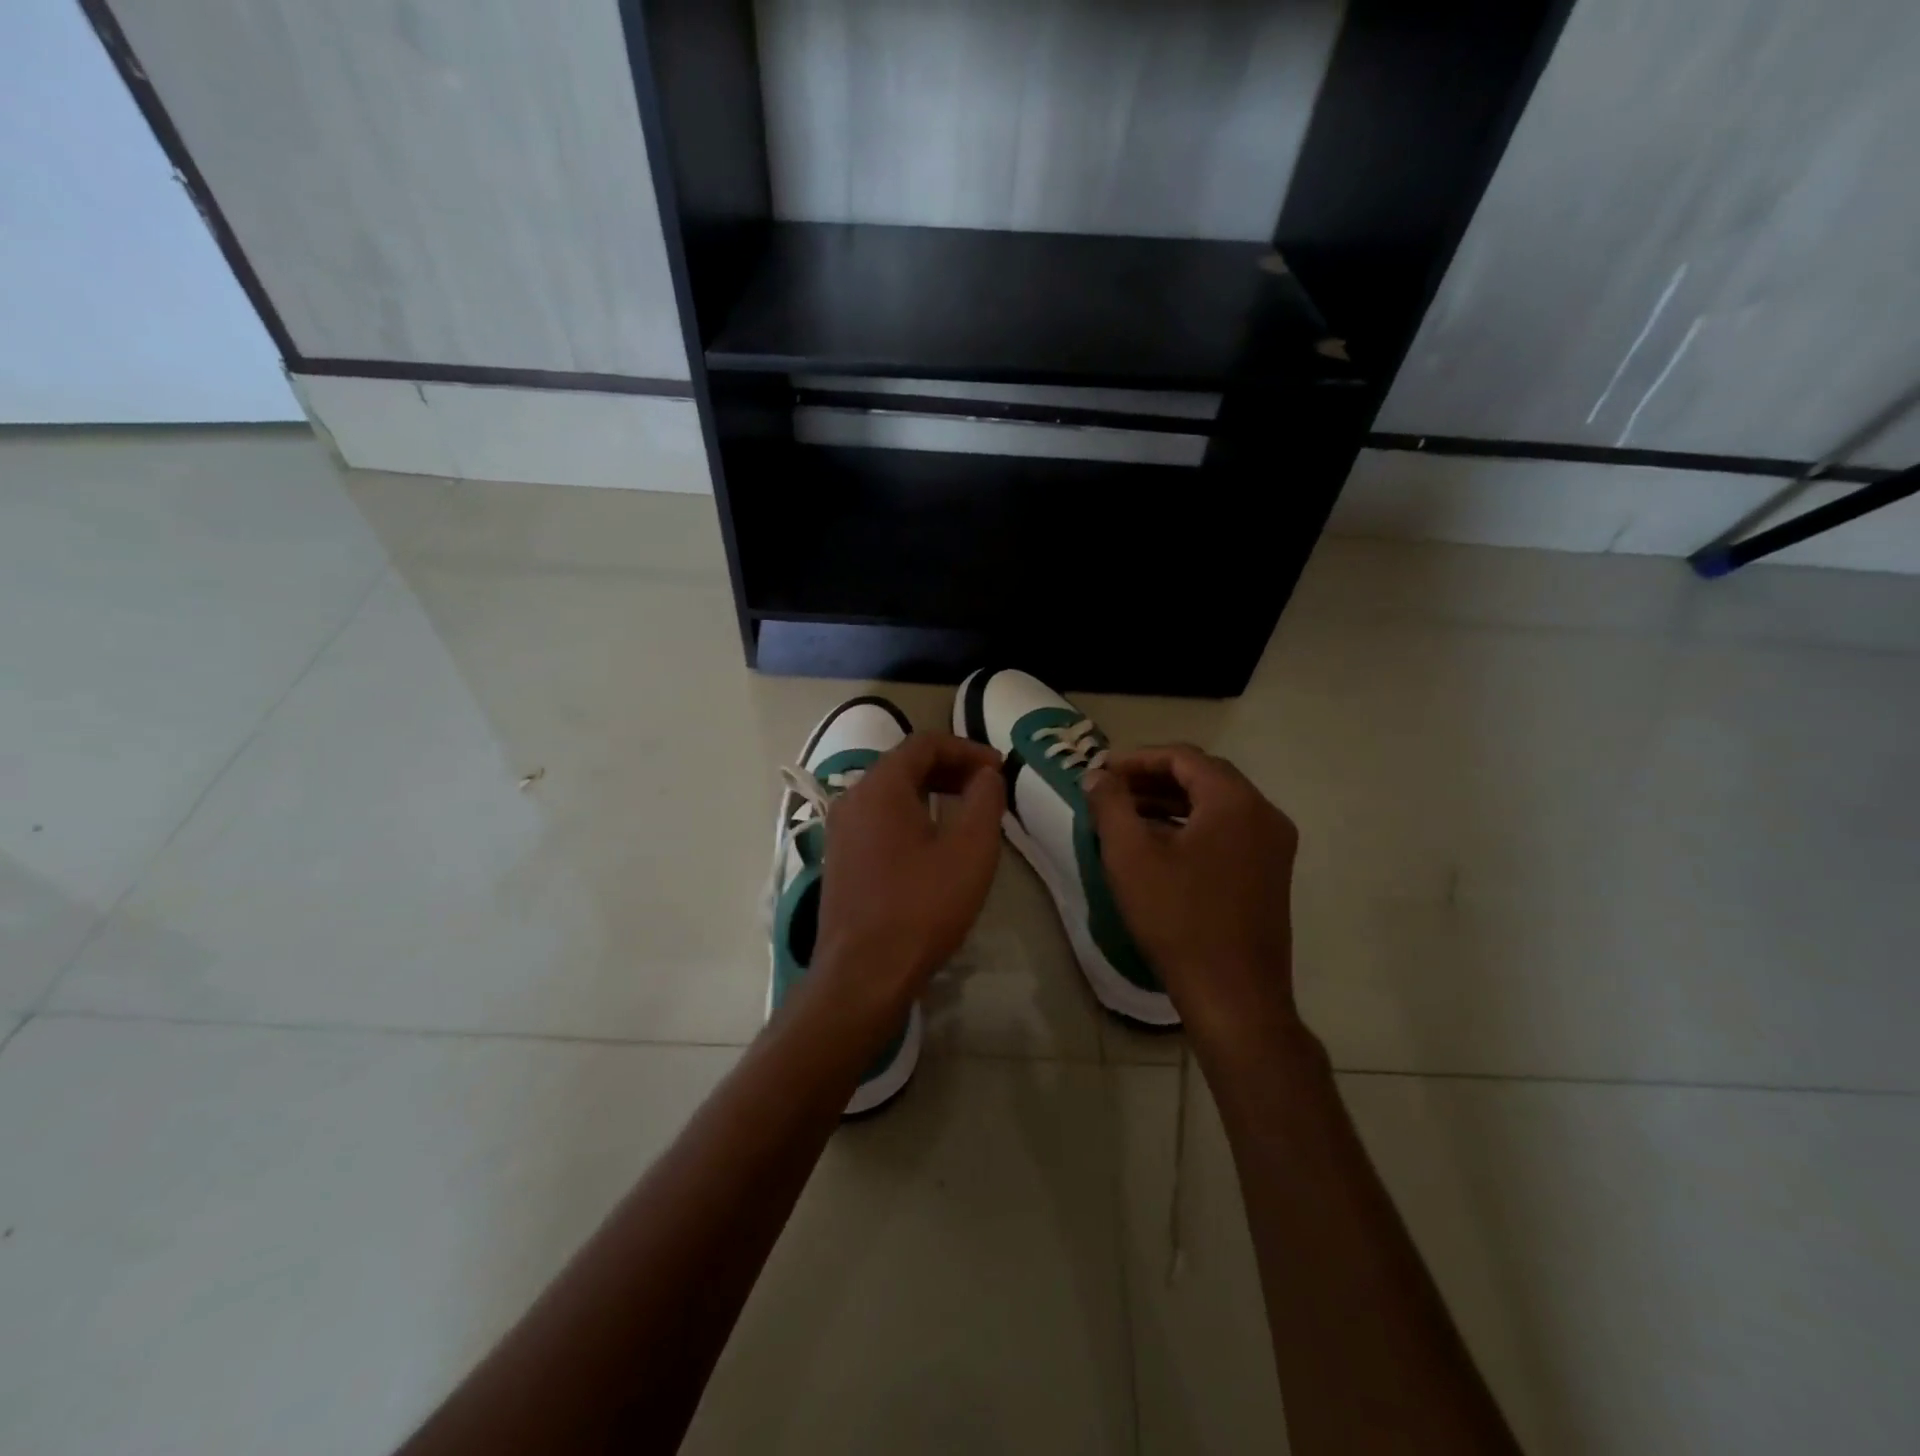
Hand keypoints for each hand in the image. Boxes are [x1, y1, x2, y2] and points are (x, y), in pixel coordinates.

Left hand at [812, 732, 1004, 1017]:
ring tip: (967, 811)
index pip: (925, 743)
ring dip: (931, 791)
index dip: (967, 749)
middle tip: (988, 787)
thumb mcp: (970, 850)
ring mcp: (841, 829)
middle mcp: (852, 798)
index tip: (999, 768)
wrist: (863, 973)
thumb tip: (986, 775)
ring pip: (891, 792)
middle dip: (950, 768)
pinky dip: (911, 814)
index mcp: (880, 786)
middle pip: (905, 764)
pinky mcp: (840, 857)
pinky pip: (879, 818)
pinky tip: (935, 841)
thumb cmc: (922, 907)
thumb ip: (984, 800)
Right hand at [1084, 745, 1305, 1059]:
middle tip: (1112, 791)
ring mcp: (1274, 845)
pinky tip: (1160, 844)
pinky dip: (1193, 825)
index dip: (1138, 759)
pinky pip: (1229, 830)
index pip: (1184, 757)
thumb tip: (1097, 775)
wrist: (1234, 995)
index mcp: (1236, 802)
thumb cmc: (1178, 919)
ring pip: (1217, 805)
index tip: (1102, 773)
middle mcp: (1264, 814)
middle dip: (1154, 778)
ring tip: (1128, 815)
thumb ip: (1111, 805)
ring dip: (1172, 802)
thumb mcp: (1131, 857)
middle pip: (1204, 777)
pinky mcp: (1271, 873)